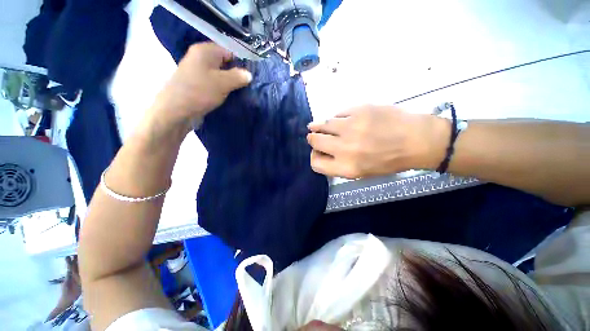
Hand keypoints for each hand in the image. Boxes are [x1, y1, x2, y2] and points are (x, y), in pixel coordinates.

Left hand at [144, 43, 251, 134]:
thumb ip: (238, 77)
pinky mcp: (197, 84)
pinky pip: (214, 83)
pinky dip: (223, 89)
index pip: (229, 51)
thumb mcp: (223, 83)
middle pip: (225, 63)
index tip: (251, 75)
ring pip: (220, 75)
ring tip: (241, 92)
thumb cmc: (200, 92)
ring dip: (230, 83)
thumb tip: (249, 75)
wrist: (177, 110)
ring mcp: (198, 72)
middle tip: (248, 85)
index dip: (242, 62)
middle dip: (237, 74)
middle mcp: (200, 58)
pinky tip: (230, 96)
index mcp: (205, 51)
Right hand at [307, 106, 448, 178]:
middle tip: (315, 136)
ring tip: (319, 125)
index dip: (314, 157)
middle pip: (314, 141)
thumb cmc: (389, 161)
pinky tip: (341, 120)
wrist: (417, 140)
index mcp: (346, 168)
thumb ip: (339, 165)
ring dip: (319, 125)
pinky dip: (336, 118)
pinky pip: (337, 114)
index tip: (317, 152)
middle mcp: (345, 149)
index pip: (315, 163)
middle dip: (313, 139)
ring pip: (322, 124)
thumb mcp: (362, 173)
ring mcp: (351, 127)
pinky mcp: (359, 111)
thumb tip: (322, 152)